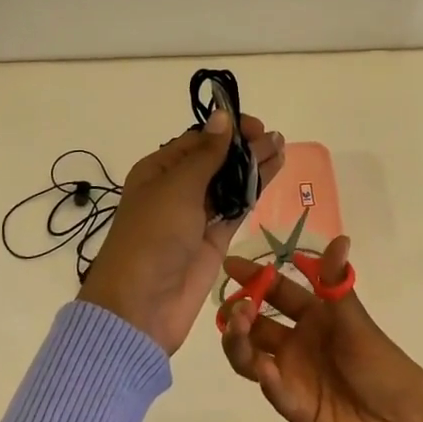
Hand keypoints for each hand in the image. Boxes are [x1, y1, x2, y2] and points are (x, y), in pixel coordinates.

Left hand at [78, 111, 284, 354]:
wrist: (141, 306)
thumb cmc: (152, 236)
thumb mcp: (177, 188)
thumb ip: (206, 154)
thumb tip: (222, 115)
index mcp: (158, 170)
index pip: (197, 141)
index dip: (226, 131)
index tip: (254, 126)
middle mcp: (177, 189)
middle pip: (216, 160)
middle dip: (244, 147)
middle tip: (274, 138)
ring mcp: (197, 215)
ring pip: (230, 182)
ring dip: (253, 165)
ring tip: (281, 147)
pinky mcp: (215, 239)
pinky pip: (237, 208)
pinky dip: (254, 191)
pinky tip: (272, 173)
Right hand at [216, 237, 422, 421]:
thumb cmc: (382, 365)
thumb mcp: (356, 321)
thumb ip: (336, 283)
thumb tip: (340, 237)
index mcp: (313, 315)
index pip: (276, 291)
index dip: (254, 277)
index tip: (230, 264)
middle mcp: (296, 342)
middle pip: (255, 324)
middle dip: (239, 311)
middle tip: (235, 306)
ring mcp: (292, 375)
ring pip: (251, 355)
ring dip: (239, 341)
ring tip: (238, 329)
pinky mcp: (293, 406)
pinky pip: (271, 388)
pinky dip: (263, 376)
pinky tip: (265, 367)